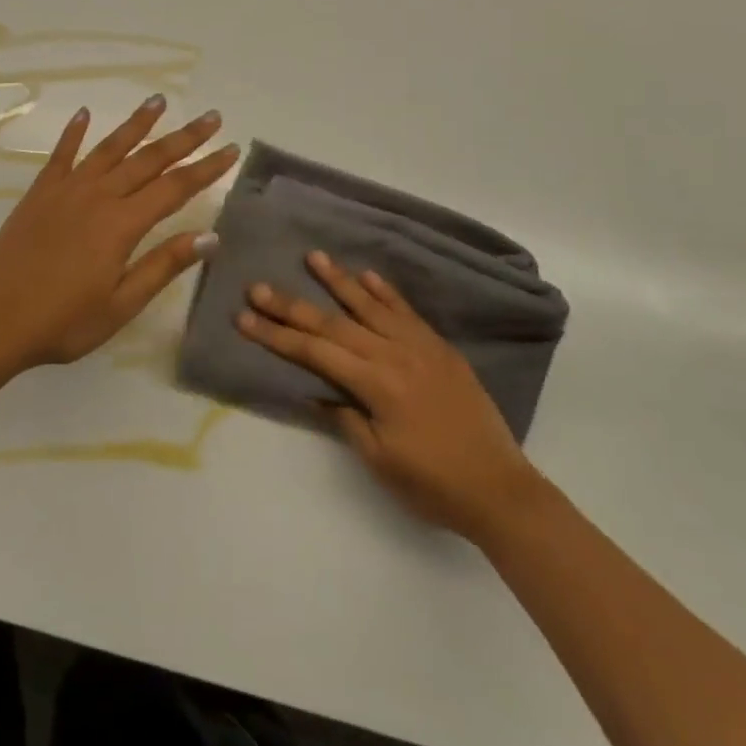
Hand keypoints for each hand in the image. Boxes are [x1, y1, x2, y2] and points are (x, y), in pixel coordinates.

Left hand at [0, 97, 238, 372]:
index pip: (175, 188)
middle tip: (211, 117)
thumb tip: (210, 236)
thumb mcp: (121, 304)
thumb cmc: (62, 321)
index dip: (206, 168)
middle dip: (184, 138)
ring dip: (137, 124)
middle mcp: (98, 196)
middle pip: (149, 159)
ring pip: (109, 148)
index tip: (231, 149)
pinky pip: (61, 154)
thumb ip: (163, 265)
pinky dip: (74, 133)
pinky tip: (84, 114)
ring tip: (159, 101)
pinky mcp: (39, 193)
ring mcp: (66, 190)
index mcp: (122, 224)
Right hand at [238, 252, 534, 535]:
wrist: (500, 490)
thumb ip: (346, 418)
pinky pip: (407, 312)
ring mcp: (421, 347)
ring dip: (338, 281)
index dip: (276, 335)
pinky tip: (367, 276)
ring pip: (371, 306)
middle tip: (259, 286)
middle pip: (334, 323)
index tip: (244, 318)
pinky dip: (386, 292)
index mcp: (376, 384)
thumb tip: (316, 390)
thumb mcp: (380, 460)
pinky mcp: (440, 349)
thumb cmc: (433, 484)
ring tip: (313, 256)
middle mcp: (395, 354)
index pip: (314, 351)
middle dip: (292, 305)